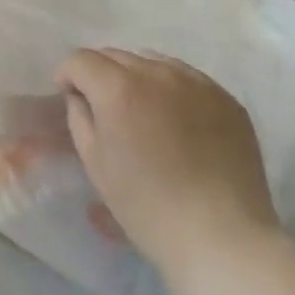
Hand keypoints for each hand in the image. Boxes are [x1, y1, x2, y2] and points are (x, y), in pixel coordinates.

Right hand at [56, 46, 279, 289]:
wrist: (223, 239)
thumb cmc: (147, 206)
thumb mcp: (95, 162)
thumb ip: (79, 116)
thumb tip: (81, 96)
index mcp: (118, 88)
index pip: (81, 60)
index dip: (69, 76)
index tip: (72, 99)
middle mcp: (156, 74)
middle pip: (115, 56)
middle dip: (101, 75)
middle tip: (106, 108)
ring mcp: (196, 83)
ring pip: (152, 61)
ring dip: (137, 77)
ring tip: (143, 111)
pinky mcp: (226, 99)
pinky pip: (186, 78)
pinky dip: (171, 89)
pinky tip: (176, 120)